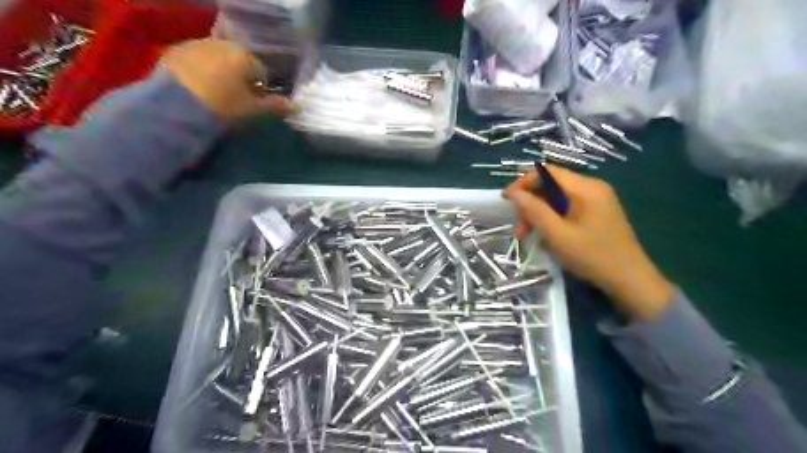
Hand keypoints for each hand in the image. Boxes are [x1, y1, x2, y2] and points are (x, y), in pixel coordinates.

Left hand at [160, 38, 294, 121]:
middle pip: (238, 61)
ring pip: (217, 58)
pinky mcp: (175, 50)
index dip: (260, 89)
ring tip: (214, 93)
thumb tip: (297, 106)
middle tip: (234, 98)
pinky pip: (195, 59)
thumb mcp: (252, 110)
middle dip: (239, 76)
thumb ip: (275, 106)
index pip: (261, 72)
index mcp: (245, 56)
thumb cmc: (223, 107)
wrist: (176, 106)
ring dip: (219, 71)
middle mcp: (223, 44)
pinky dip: (199, 70)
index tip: (253, 104)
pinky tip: (196, 87)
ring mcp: (197, 44)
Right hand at [503, 166, 675, 321]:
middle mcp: (592, 188)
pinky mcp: (598, 213)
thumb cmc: (593, 256)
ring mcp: (597, 201)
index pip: (547, 171)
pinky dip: (553, 219)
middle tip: (519, 228)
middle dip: (531, 203)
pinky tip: (547, 237)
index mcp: (585, 188)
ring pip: (558, 199)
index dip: (523, 183)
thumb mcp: (557, 235)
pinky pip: (568, 208)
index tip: (507, 200)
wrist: (631, 281)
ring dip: (539, 214)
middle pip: (551, 185)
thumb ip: (534, 211)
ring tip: (528, 236)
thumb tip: (513, 194)